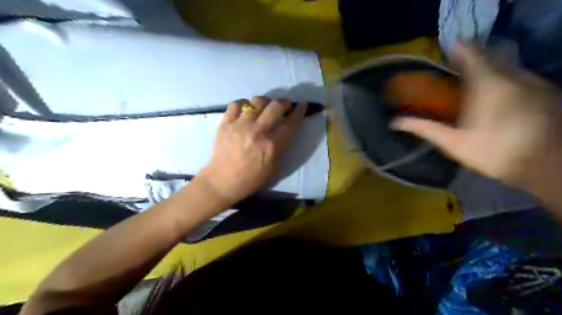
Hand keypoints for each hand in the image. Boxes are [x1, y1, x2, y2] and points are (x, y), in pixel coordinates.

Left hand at [197, 97, 304, 204]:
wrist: (223, 182)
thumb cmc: (252, 179)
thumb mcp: (274, 168)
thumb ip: (281, 148)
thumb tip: (284, 132)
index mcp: (272, 145)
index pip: (290, 123)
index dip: (299, 112)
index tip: (302, 105)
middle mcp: (258, 131)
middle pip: (275, 106)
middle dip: (284, 103)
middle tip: (284, 105)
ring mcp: (240, 125)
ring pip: (256, 102)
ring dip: (264, 102)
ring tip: (264, 106)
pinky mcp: (225, 124)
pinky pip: (235, 105)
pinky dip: (243, 104)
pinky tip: (245, 110)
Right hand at [392, 45, 561, 190]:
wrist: (548, 166)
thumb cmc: (494, 153)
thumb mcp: (453, 143)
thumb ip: (424, 128)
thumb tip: (394, 121)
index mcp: (487, 84)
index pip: (471, 52)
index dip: (458, 50)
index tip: (446, 57)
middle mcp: (512, 75)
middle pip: (490, 54)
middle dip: (473, 60)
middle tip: (457, 74)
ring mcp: (532, 80)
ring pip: (507, 63)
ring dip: (489, 68)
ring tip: (475, 85)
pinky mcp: (545, 89)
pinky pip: (519, 74)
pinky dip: (504, 77)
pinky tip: (497, 96)